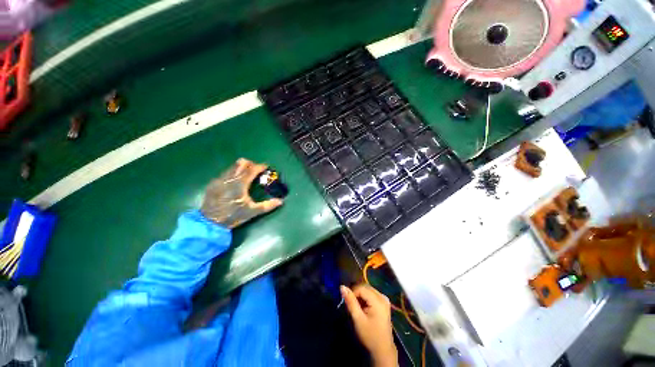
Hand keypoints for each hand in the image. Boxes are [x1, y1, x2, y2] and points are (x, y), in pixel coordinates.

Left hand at [201, 158, 282, 227]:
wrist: (209, 223)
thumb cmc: (233, 216)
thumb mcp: (252, 212)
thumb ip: (267, 205)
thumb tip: (281, 202)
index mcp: (240, 184)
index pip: (252, 169)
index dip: (260, 166)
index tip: (266, 167)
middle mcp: (229, 178)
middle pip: (241, 163)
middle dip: (250, 164)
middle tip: (256, 170)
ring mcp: (219, 180)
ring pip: (232, 166)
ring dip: (241, 168)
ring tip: (246, 175)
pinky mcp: (213, 183)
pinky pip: (225, 173)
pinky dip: (233, 173)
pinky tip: (235, 183)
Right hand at [341, 284, 397, 366]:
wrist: (383, 350)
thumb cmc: (369, 335)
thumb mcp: (358, 319)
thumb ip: (350, 302)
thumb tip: (342, 286)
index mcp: (378, 300)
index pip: (361, 288)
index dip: (352, 292)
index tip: (348, 303)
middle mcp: (382, 296)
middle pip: (365, 287)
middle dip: (356, 293)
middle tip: (351, 305)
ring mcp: (384, 299)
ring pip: (368, 290)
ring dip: (360, 296)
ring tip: (357, 307)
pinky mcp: (384, 303)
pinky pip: (372, 294)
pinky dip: (365, 298)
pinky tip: (363, 308)